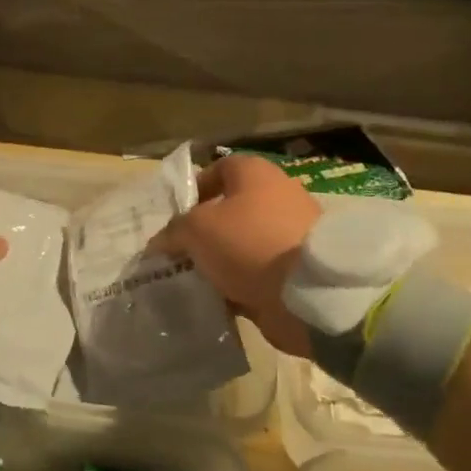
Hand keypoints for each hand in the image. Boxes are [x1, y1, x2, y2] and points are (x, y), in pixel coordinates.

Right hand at [152, 154, 320, 357]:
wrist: (309, 291)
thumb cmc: (249, 242)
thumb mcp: (197, 230)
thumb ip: (174, 231)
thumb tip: (160, 242)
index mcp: (254, 174)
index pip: (217, 170)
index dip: (193, 190)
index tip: (175, 219)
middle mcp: (276, 195)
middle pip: (230, 210)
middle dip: (204, 233)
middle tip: (180, 254)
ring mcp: (290, 232)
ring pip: (243, 244)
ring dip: (221, 262)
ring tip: (196, 281)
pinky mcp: (299, 268)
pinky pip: (259, 272)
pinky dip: (241, 284)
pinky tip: (220, 301)